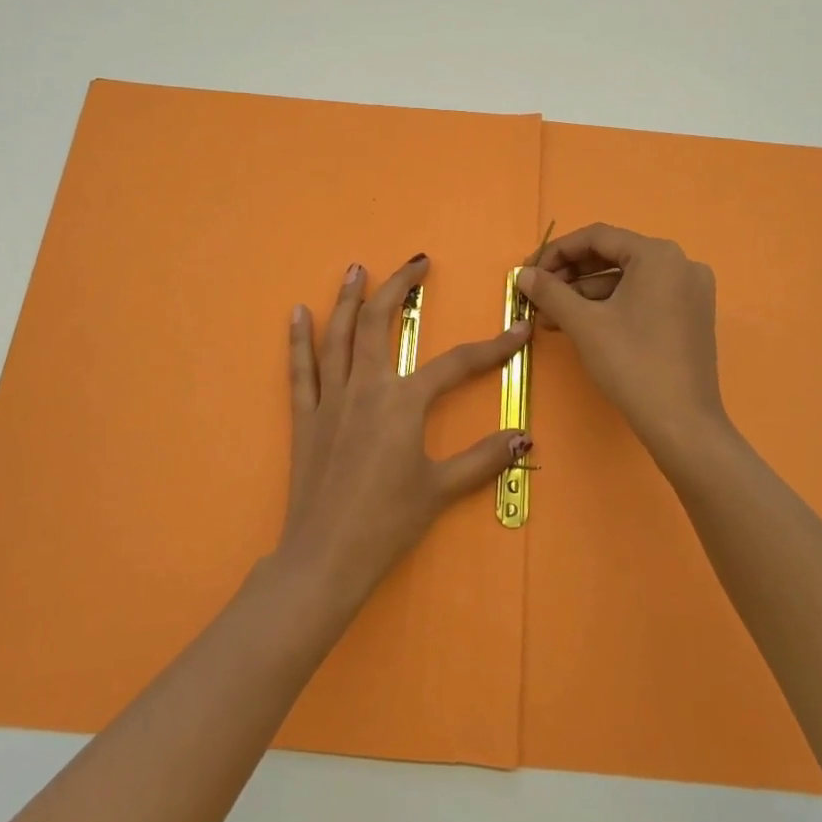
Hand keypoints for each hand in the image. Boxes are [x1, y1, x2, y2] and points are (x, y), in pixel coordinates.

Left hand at [278, 255, 530, 607]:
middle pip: (379, 323)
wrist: (325, 557)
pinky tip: (296, 312)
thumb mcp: (441, 490)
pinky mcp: (305, 416)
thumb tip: (524, 438)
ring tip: (355, 268)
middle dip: (398, 287)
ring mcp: (330, 399)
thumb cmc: (387, 523)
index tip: (518, 330)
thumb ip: (483, 459)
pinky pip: (300, 369)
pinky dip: (298, 338)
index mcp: (403, 404)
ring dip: (347, 298)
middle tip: (416, 264)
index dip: (492, 347)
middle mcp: (366, 388)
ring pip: (338, 335)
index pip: (456, 365)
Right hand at [515, 223, 731, 466]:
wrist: (682, 423)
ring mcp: (690, 291)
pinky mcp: (690, 316)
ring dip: (586, 295)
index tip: (529, 272)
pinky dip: (611, 307)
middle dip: (570, 276)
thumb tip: (523, 275)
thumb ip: (550, 291)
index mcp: (658, 255)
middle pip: (613, 256)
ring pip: (626, 281)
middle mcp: (680, 263)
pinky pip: (643, 298)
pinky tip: (580, 325)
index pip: (597, 237)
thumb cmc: (632, 363)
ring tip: (550, 318)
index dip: (557, 252)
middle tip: (537, 296)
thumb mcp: (584, 323)